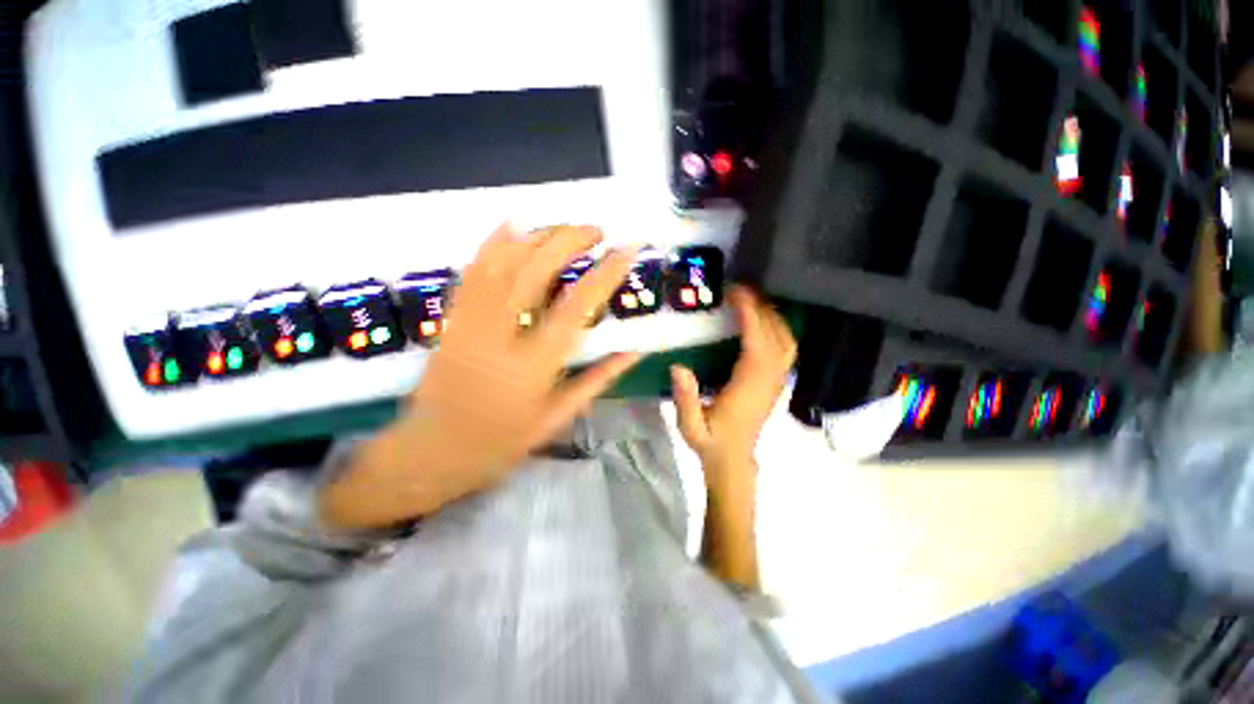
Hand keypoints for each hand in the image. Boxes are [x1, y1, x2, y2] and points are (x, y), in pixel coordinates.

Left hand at [320, 224, 640, 529]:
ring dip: (536, 236)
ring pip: (501, 263)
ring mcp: (469, 323)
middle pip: (533, 271)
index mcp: (532, 367)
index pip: (576, 309)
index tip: (627, 250)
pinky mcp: (451, 319)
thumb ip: (597, 379)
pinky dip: (492, 243)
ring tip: (565, 227)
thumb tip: (634, 352)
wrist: (431, 452)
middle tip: (597, 230)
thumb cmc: (501, 443)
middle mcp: (499, 336)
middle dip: (568, 240)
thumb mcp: (557, 417)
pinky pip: (471, 271)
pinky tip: (512, 224)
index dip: (605, 274)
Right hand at [670, 286, 795, 471]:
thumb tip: (678, 367)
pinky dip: (778, 329)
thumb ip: (685, 400)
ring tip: (752, 299)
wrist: (733, 461)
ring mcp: (776, 382)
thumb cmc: (710, 442)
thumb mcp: (690, 427)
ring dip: (773, 316)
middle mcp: (768, 381)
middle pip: (776, 337)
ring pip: (787, 341)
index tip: (737, 293)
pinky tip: (763, 321)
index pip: (757, 345)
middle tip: (740, 288)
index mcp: (748, 389)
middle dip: (761, 308)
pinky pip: (785, 349)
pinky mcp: (776, 382)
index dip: (750, 316)